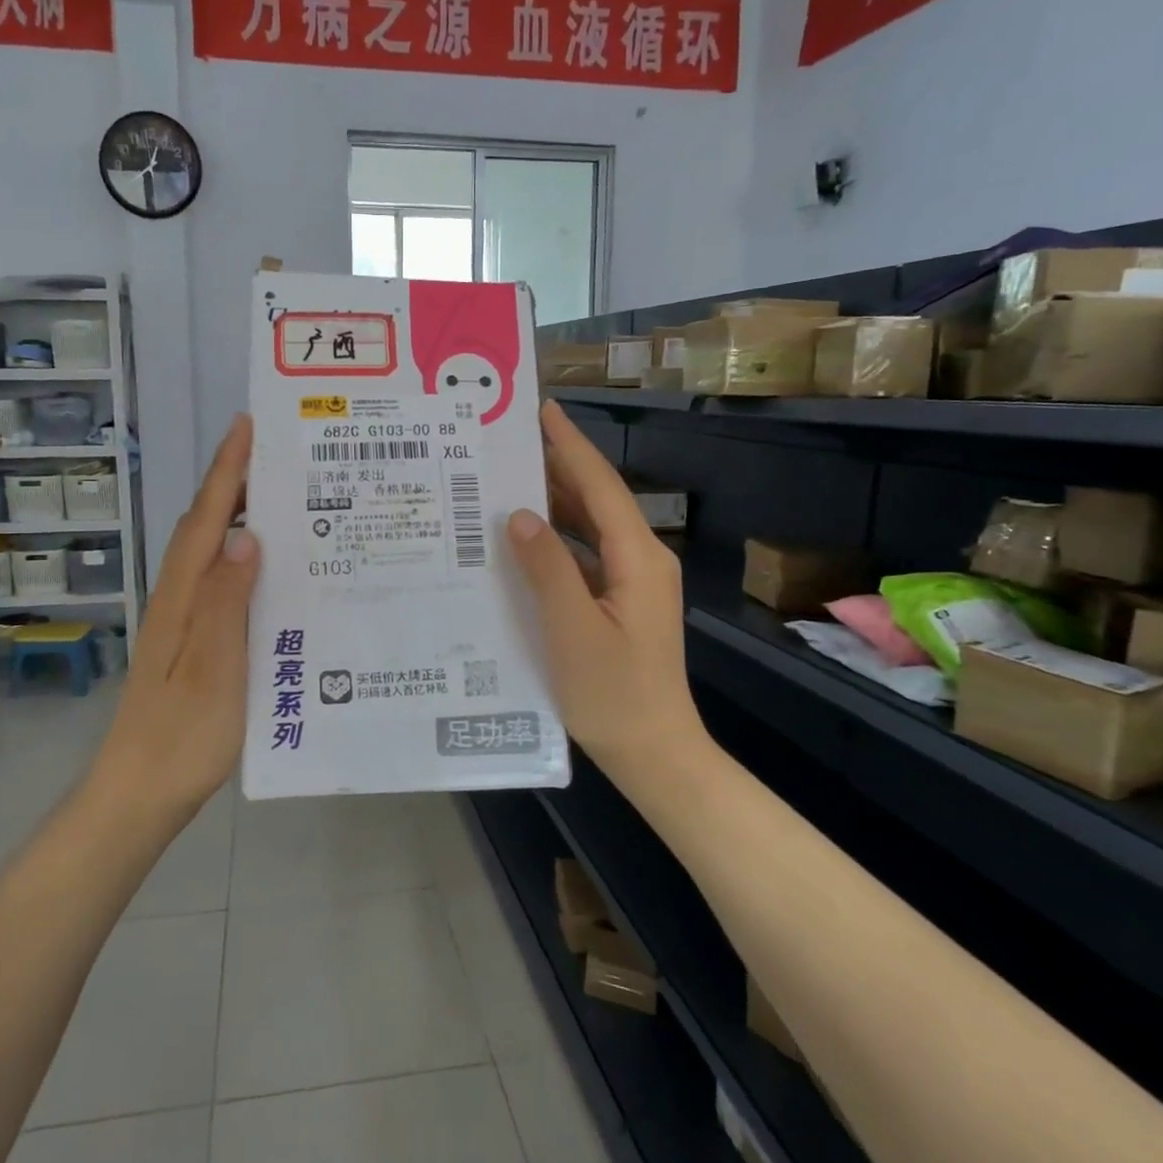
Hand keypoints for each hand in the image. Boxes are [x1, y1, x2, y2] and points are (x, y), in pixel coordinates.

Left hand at [91, 414, 257, 820]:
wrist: (138, 793)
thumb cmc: (182, 735)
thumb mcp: (214, 670)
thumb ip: (226, 601)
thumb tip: (247, 536)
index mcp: (183, 597)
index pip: (207, 519)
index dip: (227, 471)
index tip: (248, 426)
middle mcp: (178, 597)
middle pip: (205, 526)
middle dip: (235, 482)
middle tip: (279, 454)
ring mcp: (182, 620)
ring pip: (212, 552)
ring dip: (240, 516)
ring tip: (283, 498)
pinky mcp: (192, 641)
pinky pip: (220, 582)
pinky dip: (243, 558)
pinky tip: (270, 568)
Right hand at [506, 401, 704, 780]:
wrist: (654, 753)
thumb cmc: (613, 694)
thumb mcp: (573, 629)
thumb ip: (547, 567)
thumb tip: (518, 514)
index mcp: (638, 557)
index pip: (600, 485)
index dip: (569, 445)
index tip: (540, 409)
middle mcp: (641, 559)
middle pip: (596, 499)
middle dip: (557, 466)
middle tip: (508, 441)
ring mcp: (632, 583)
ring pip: (590, 527)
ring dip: (554, 502)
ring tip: (508, 478)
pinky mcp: (619, 603)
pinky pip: (585, 556)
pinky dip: (556, 541)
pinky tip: (522, 540)